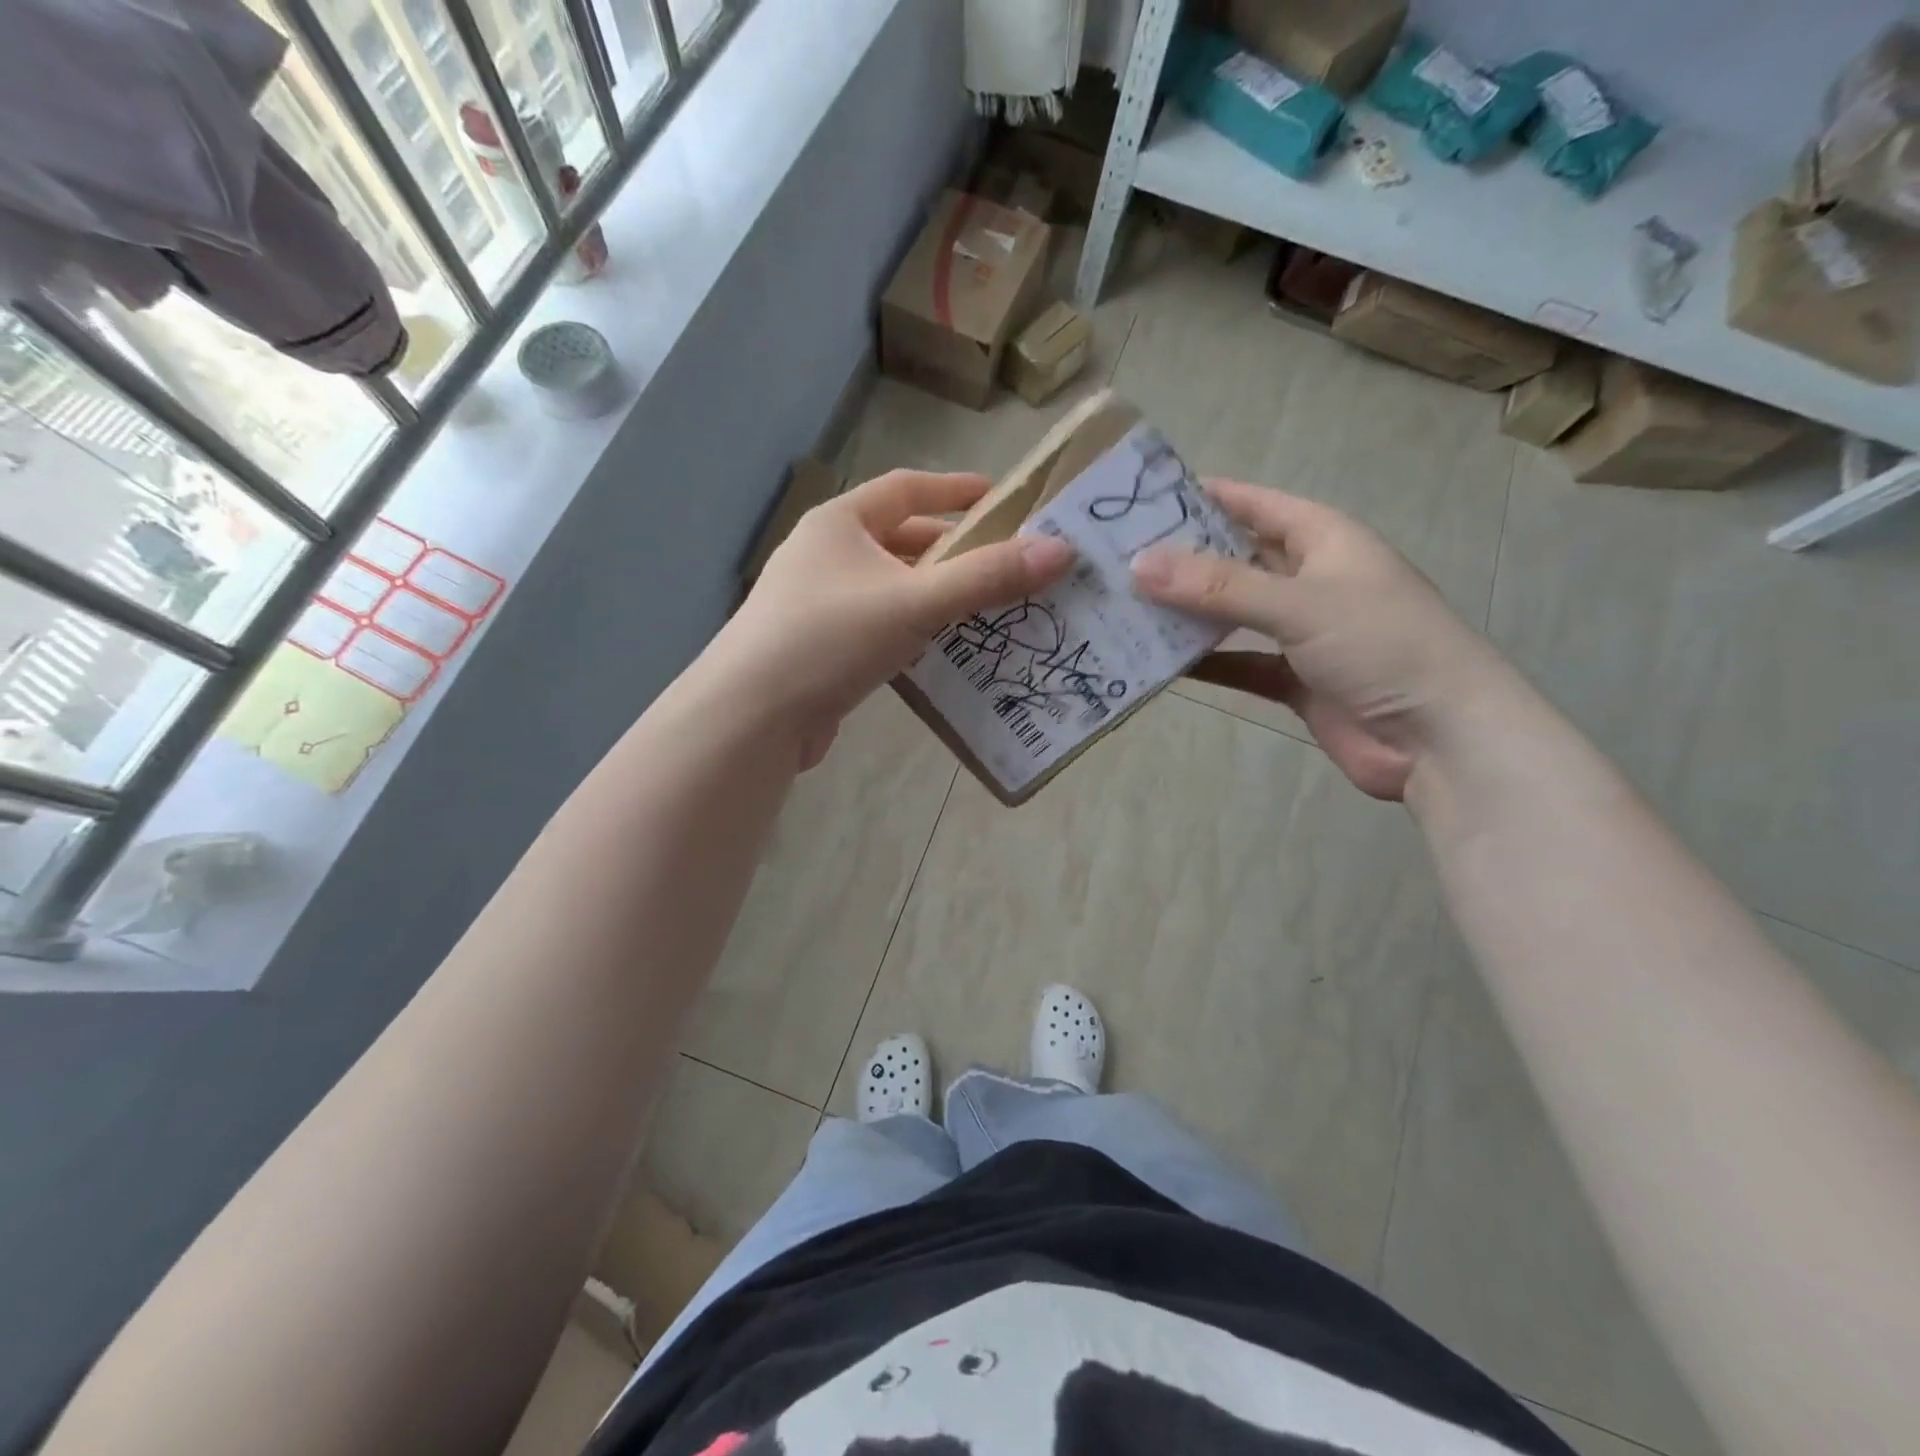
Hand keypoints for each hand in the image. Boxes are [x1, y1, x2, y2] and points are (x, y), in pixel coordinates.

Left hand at [709, 470, 1073, 768]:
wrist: (753, 716)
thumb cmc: (831, 638)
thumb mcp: (915, 602)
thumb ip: (986, 578)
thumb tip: (1060, 551)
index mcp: (839, 524)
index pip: (905, 488)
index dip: (954, 490)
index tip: (1000, 498)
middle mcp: (823, 554)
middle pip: (897, 540)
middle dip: (950, 551)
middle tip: (1001, 565)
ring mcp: (814, 603)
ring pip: (888, 588)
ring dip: (932, 595)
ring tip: (982, 609)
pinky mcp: (816, 648)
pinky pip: (876, 626)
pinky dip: (909, 630)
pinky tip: (937, 650)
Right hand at [1131, 481, 1503, 800]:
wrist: (1439, 739)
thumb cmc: (1381, 645)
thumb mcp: (1298, 603)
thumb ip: (1218, 586)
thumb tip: (1139, 564)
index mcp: (1324, 540)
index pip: (1255, 504)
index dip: (1204, 496)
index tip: (1143, 498)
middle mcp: (1311, 580)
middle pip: (1236, 559)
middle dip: (1184, 559)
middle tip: (1118, 559)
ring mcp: (1302, 633)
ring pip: (1232, 614)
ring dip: (1188, 614)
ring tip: (1126, 608)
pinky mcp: (1294, 680)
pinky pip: (1239, 663)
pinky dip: (1206, 663)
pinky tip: (1160, 663)